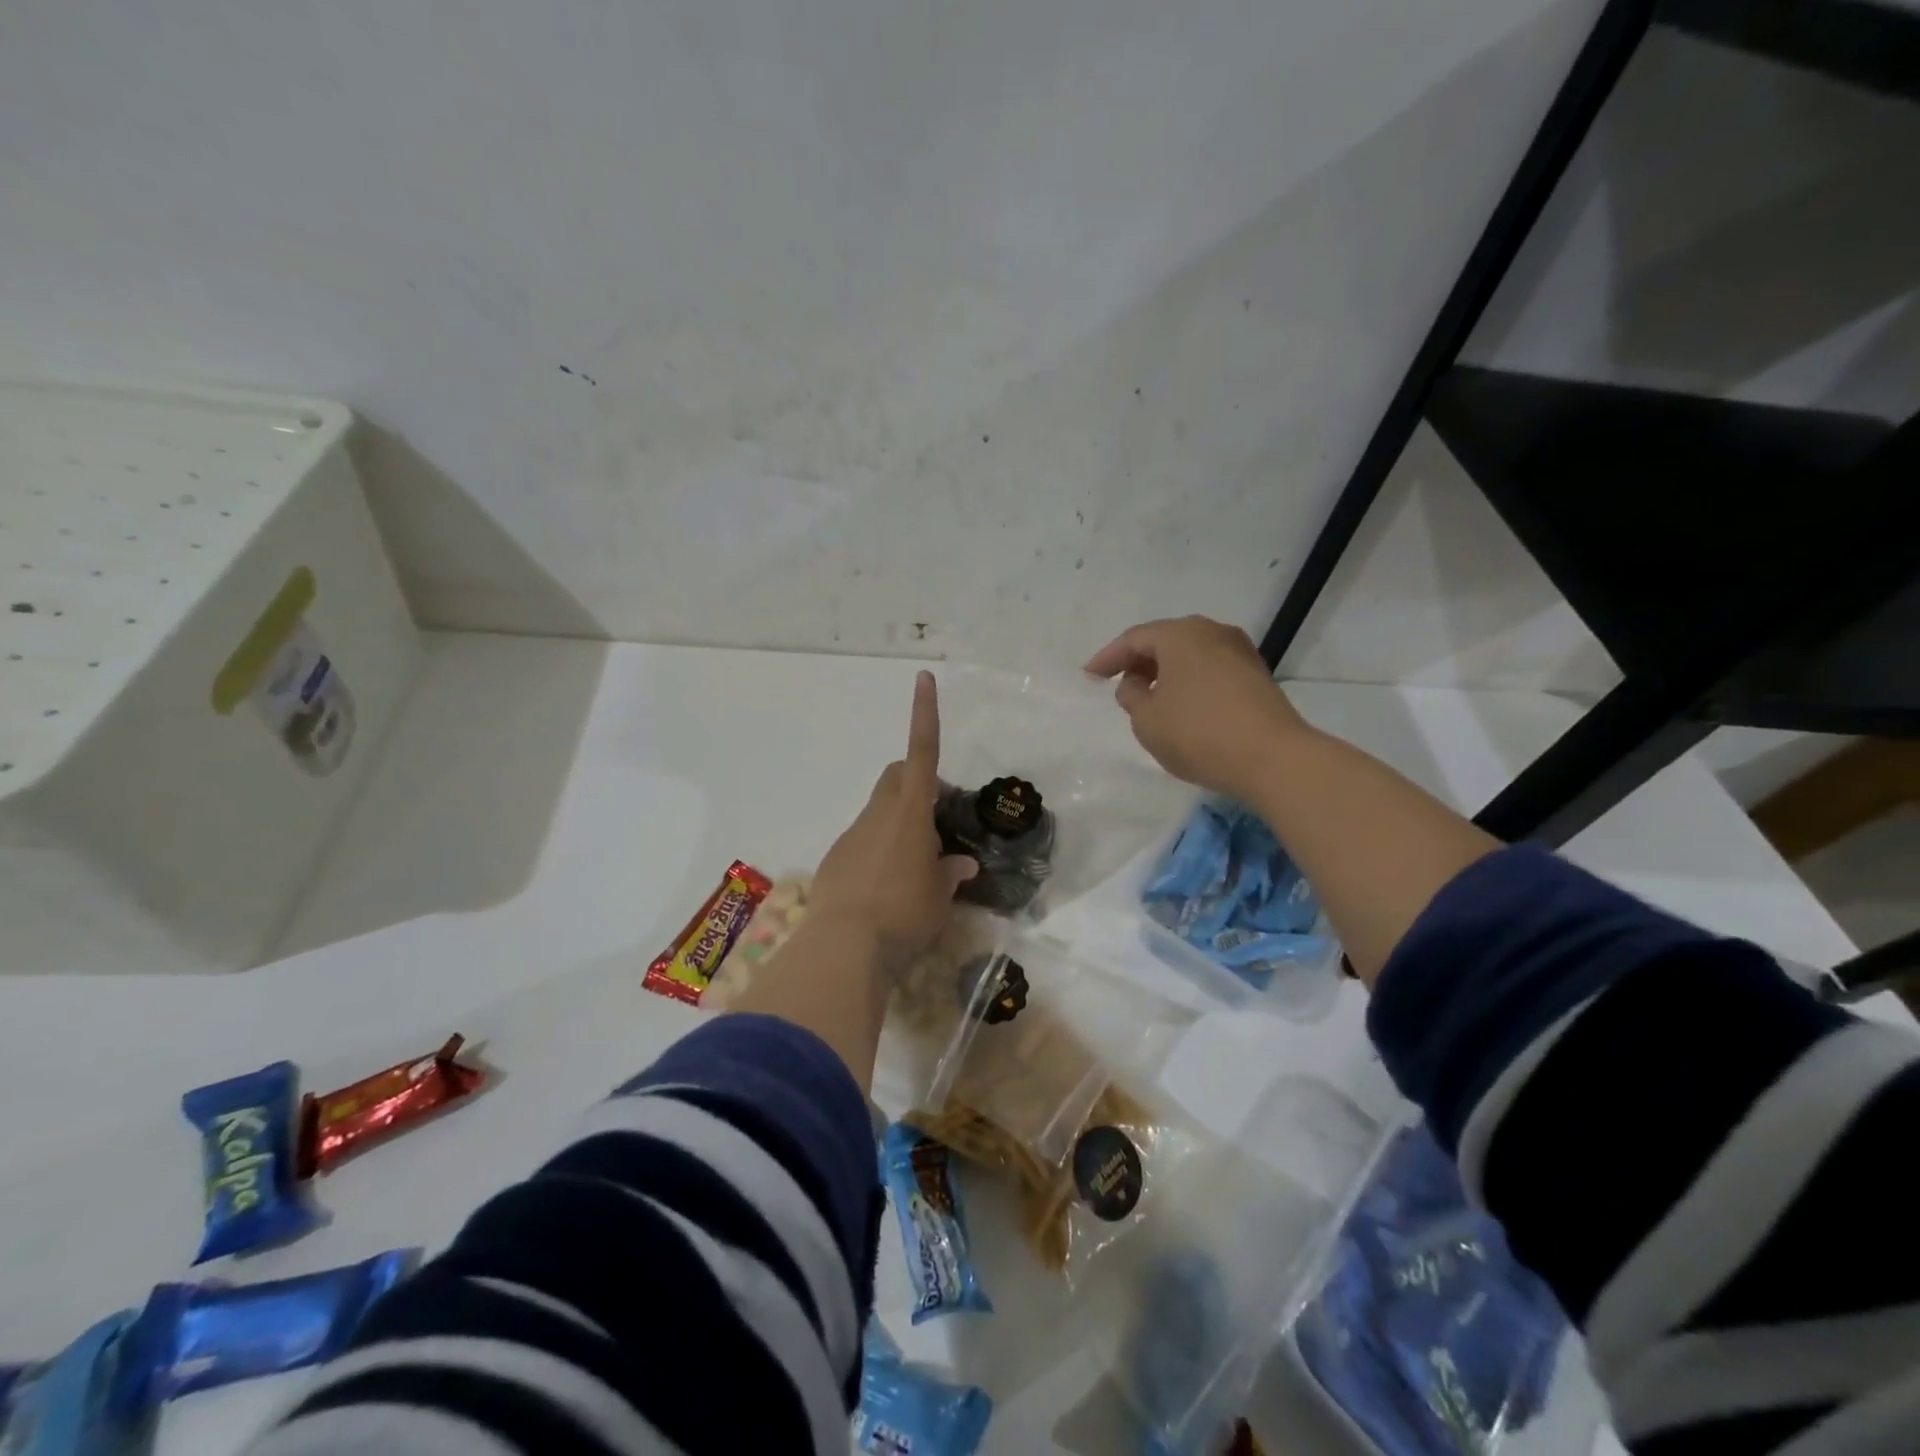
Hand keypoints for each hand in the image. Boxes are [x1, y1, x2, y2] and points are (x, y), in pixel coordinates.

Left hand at [810, 671, 977, 969]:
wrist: (845, 946)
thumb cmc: (905, 913)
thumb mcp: (940, 897)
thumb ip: (950, 874)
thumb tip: (961, 864)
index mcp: (911, 812)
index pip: (922, 751)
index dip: (925, 713)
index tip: (923, 678)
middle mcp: (879, 813)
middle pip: (896, 777)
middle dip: (916, 782)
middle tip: (938, 818)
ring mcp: (853, 834)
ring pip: (879, 812)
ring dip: (899, 824)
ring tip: (916, 868)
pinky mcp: (836, 859)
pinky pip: (863, 842)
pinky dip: (879, 852)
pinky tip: (886, 889)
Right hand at [1085, 615, 1309, 799]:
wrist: (1273, 758)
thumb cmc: (1198, 733)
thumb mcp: (1147, 720)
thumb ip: (1131, 697)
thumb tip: (1136, 684)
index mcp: (1180, 634)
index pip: (1133, 639)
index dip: (1107, 658)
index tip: (1089, 676)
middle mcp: (1212, 632)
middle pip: (1165, 641)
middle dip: (1138, 662)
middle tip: (1118, 685)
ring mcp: (1240, 651)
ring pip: (1190, 655)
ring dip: (1165, 673)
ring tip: (1149, 698)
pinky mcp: (1256, 675)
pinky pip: (1210, 670)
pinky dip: (1189, 682)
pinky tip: (1182, 706)